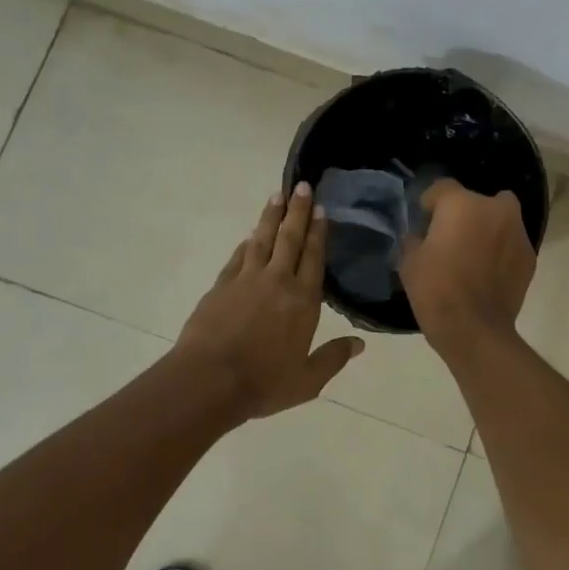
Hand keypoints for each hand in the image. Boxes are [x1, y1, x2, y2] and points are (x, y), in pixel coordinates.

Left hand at [174, 183, 364, 418]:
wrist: (208, 381)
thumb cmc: (263, 383)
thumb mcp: (308, 380)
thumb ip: (333, 358)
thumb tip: (360, 344)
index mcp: (303, 301)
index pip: (314, 258)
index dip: (319, 232)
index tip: (321, 209)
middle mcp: (277, 282)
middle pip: (290, 239)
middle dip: (298, 211)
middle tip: (303, 186)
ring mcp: (246, 280)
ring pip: (262, 240)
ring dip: (271, 217)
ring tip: (277, 196)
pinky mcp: (220, 286)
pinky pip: (237, 257)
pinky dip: (246, 244)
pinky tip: (250, 236)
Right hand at [399, 178, 535, 357]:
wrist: (475, 330)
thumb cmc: (436, 290)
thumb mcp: (409, 262)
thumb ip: (414, 239)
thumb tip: (420, 236)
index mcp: (462, 204)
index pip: (442, 188)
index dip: (430, 203)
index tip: (423, 220)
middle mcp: (495, 209)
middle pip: (477, 200)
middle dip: (464, 213)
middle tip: (450, 237)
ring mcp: (518, 232)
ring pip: (500, 218)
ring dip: (487, 229)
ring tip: (472, 254)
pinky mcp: (530, 256)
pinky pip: (511, 242)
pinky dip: (500, 250)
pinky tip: (488, 271)